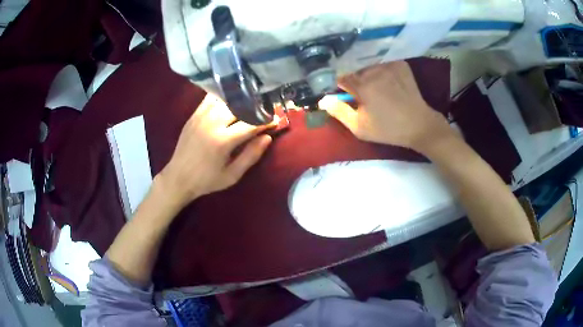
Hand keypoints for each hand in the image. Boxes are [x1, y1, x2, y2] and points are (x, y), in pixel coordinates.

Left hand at [158, 94, 273, 208]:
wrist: (178, 177)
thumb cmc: (206, 180)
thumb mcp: (232, 175)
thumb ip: (251, 156)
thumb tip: (267, 137)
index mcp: (223, 141)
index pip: (250, 124)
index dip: (265, 121)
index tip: (275, 120)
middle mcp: (212, 123)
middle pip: (239, 107)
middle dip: (255, 108)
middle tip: (264, 110)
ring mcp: (201, 116)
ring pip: (225, 100)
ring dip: (240, 100)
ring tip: (250, 103)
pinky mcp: (194, 115)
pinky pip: (210, 99)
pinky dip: (222, 97)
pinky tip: (229, 99)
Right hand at [319, 61, 455, 153]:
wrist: (419, 125)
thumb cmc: (388, 129)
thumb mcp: (360, 127)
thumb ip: (339, 112)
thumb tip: (323, 100)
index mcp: (361, 85)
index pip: (342, 79)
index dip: (344, 89)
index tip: (351, 99)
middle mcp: (373, 71)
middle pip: (356, 73)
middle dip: (358, 83)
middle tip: (368, 98)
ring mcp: (388, 66)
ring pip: (370, 68)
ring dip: (371, 77)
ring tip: (381, 92)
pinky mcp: (400, 65)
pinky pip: (384, 65)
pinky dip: (384, 73)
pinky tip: (392, 85)